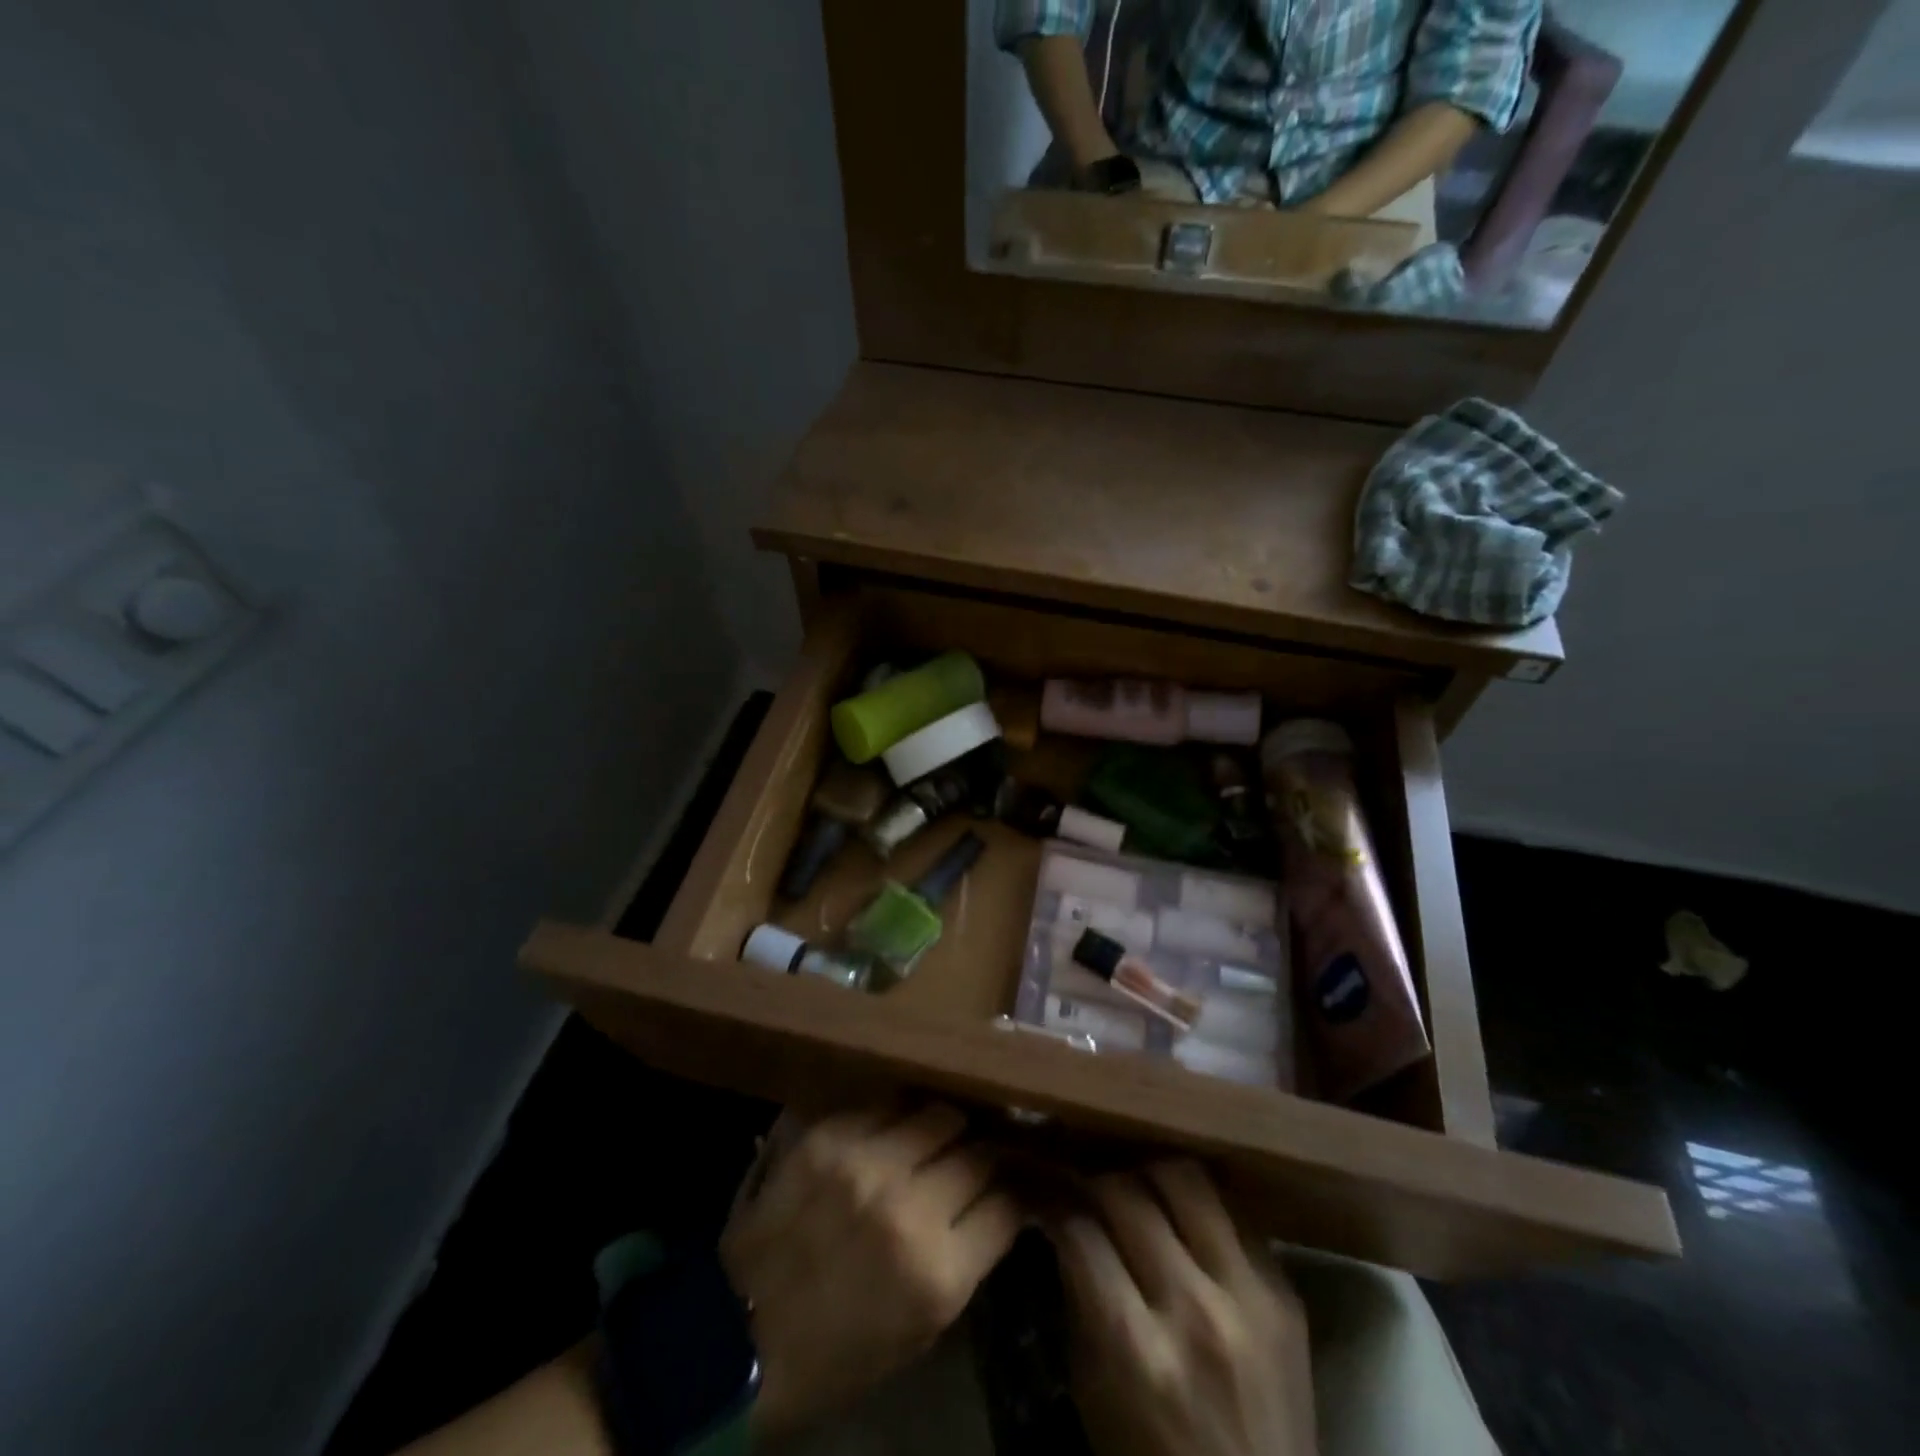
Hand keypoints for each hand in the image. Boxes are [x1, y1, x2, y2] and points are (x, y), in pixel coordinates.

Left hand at [720, 1104, 1021, 1441]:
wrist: (740, 1338)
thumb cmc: (839, 1351)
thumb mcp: (920, 1328)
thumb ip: (966, 1259)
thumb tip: (998, 1202)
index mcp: (938, 1272)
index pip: (1007, 1203)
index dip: (1013, 1194)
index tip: (1009, 1188)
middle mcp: (909, 1206)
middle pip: (977, 1150)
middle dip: (982, 1155)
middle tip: (973, 1158)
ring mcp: (866, 1163)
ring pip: (937, 1113)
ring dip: (943, 1128)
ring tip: (935, 1137)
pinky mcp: (828, 1136)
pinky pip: (884, 1105)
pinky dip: (896, 1117)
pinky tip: (891, 1131)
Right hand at [1053, 1162, 1314, 1455]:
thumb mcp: (1093, 1391)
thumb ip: (1079, 1296)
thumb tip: (1062, 1217)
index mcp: (1136, 1350)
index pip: (1080, 1231)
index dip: (1053, 1202)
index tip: (1043, 1191)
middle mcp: (1194, 1311)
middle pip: (1129, 1193)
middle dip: (1095, 1180)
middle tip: (1086, 1186)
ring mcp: (1249, 1297)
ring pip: (1187, 1179)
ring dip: (1150, 1176)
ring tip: (1138, 1190)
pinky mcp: (1286, 1293)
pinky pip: (1236, 1212)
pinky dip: (1200, 1206)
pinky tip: (1185, 1217)